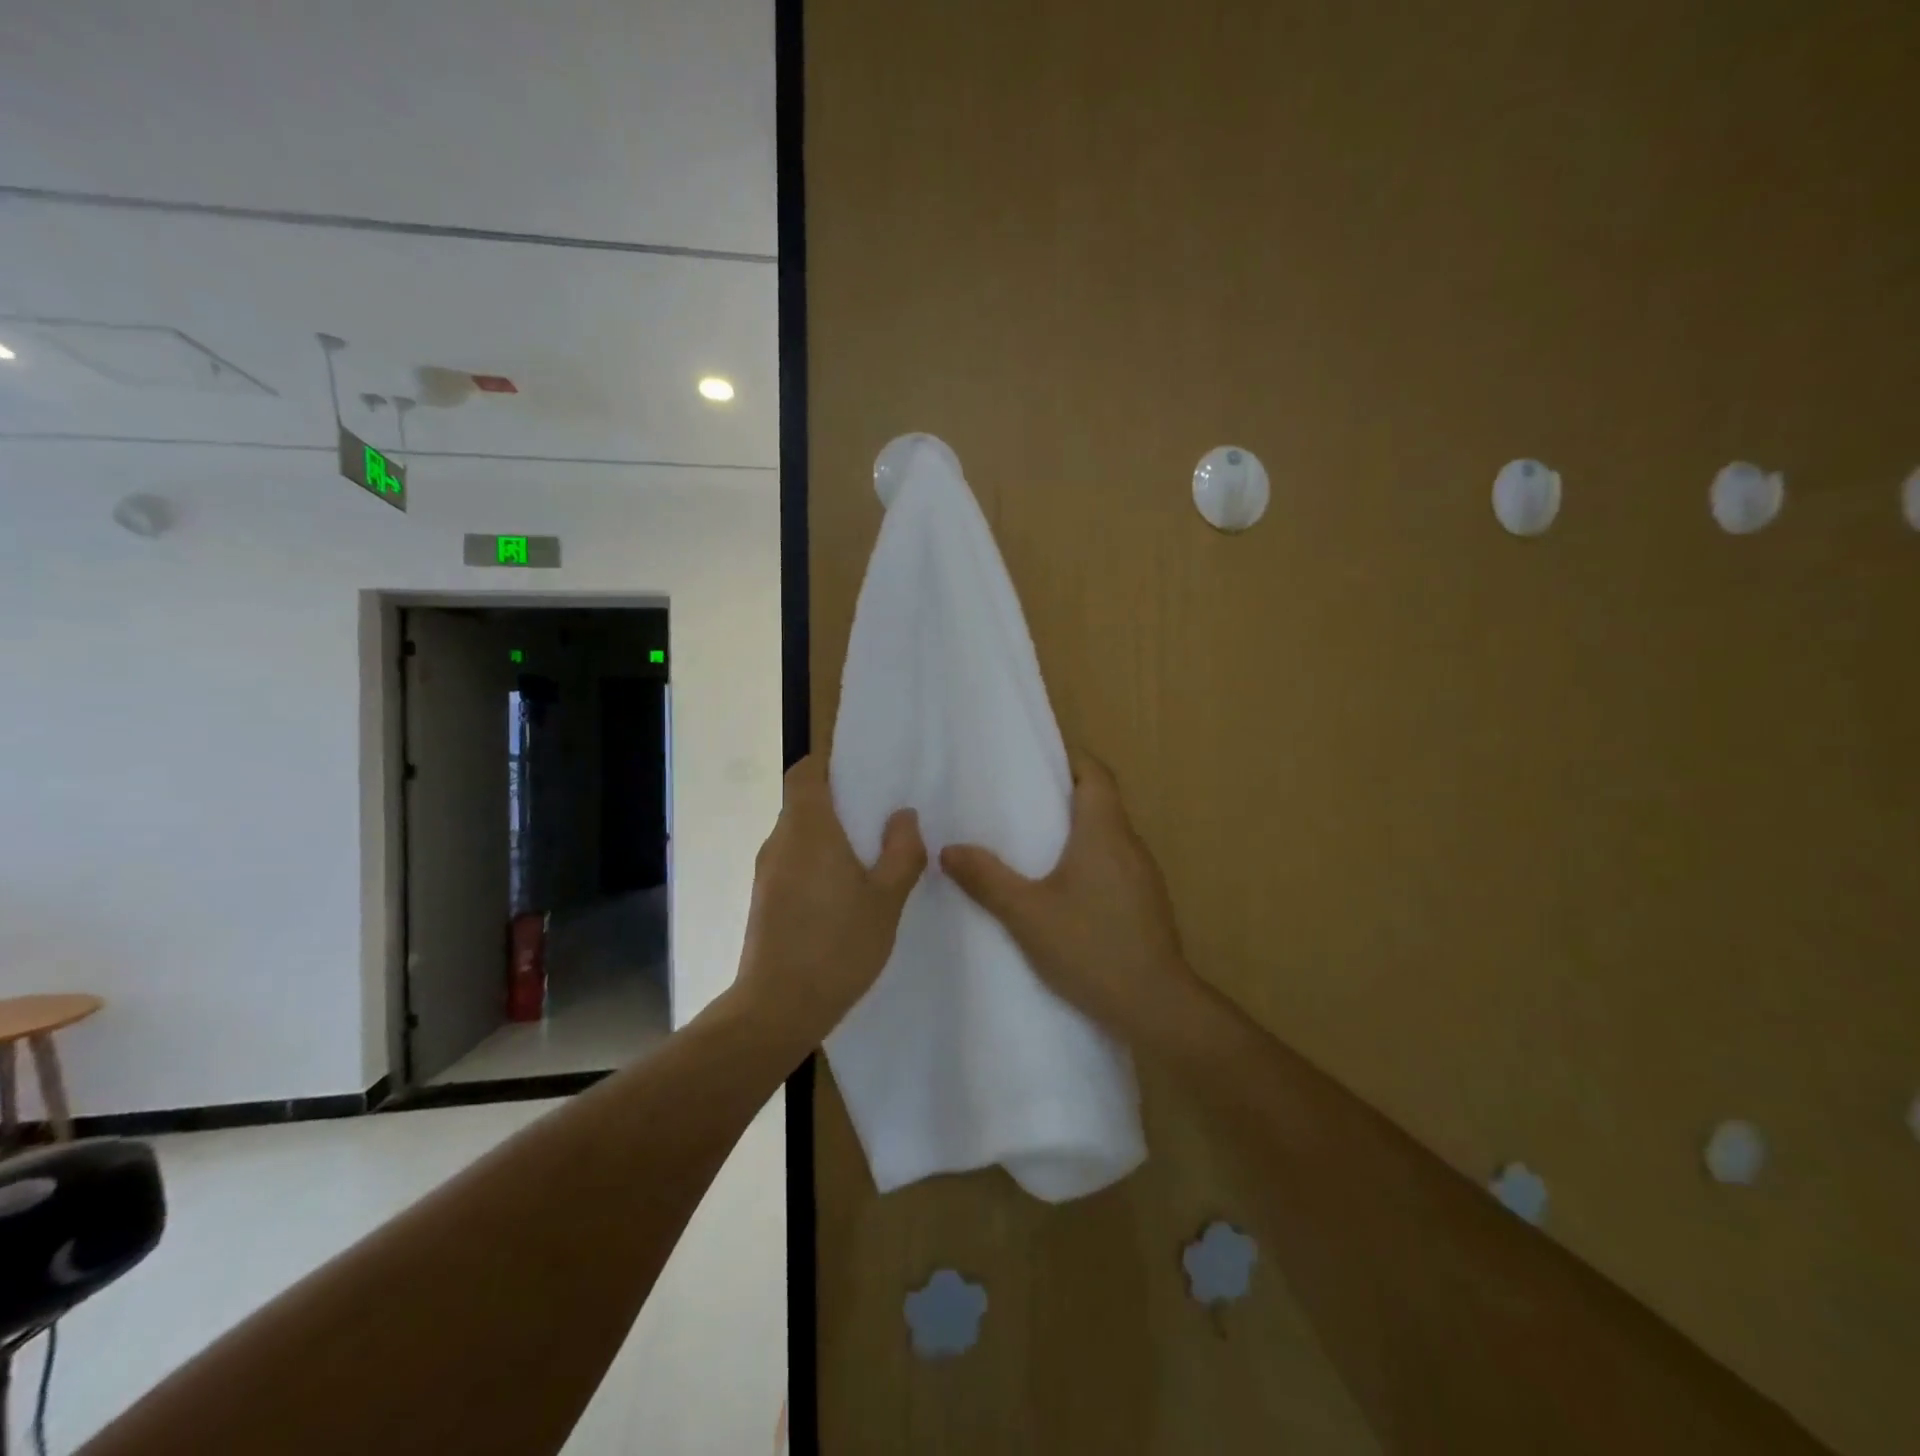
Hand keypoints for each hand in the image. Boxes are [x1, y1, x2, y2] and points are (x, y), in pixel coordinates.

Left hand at [735, 755, 925, 1044]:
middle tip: (882, 815)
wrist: (778, 1009)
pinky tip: (847, 893)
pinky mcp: (765, 901)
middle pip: (804, 803)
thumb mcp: (886, 900)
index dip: (828, 764)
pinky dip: (818, 863)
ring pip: (800, 836)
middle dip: (840, 802)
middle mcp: (780, 842)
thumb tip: (903, 816)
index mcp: (807, 829)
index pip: (804, 772)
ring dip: (830, 837)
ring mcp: (767, 873)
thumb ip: (902, 852)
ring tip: (872, 855)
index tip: (861, 772)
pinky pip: (794, 863)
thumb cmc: (837, 945)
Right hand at [940, 750, 1195, 1044]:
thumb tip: (948, 849)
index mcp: (1105, 832)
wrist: (1156, 1006)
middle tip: (1018, 801)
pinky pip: (1114, 864)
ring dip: (1076, 831)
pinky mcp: (1146, 903)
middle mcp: (1130, 845)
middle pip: (1101, 802)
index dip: (1070, 758)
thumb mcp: (1027, 914)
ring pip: (1108, 836)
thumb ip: (987, 879)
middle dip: (1064, 794)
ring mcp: (1144, 876)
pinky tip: (1062, 889)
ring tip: (1032, 843)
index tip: (1037, 760)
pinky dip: (1089, 861)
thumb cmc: (1091, 947)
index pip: (1095, 774)